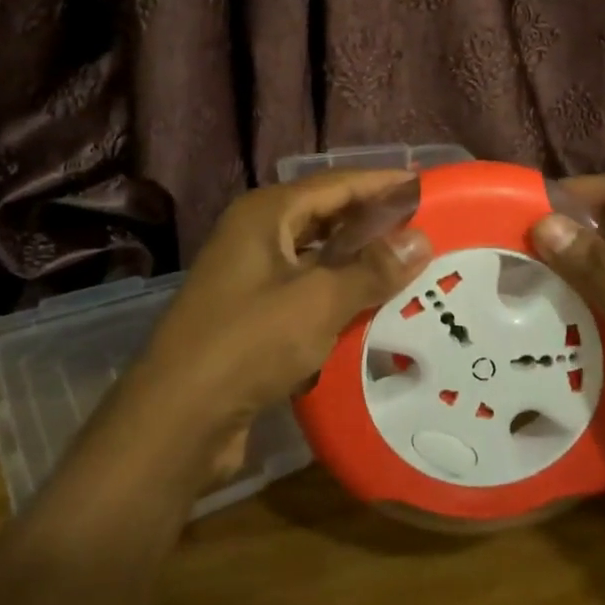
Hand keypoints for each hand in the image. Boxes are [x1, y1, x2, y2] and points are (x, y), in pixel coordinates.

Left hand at [126, 171, 431, 483]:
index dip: (382, 183)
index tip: (426, 184)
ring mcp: (250, 277)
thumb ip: (372, 269)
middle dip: (373, 223)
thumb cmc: (248, 343)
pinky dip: (338, 296)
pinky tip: (372, 310)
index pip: (336, 184)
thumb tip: (421, 240)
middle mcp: (256, 236)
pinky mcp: (252, 316)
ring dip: (358, 263)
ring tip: (408, 266)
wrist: (177, 420)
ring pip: (317, 258)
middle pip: (326, 217)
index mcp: (266, 214)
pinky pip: (306, 293)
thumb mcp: (319, 301)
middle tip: (425, 228)